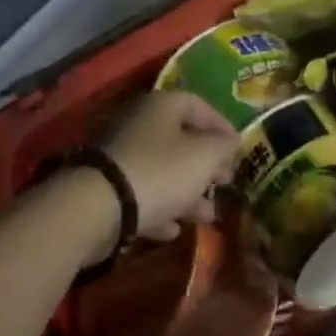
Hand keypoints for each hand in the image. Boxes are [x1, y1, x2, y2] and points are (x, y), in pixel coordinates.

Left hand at [98, 91, 239, 244]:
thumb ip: (224, 146)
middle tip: (223, 183)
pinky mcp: (107, 188)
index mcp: (162, 106)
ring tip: (207, 216)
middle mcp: (139, 124)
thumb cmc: (161, 171)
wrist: (98, 208)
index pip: (198, 105)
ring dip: (187, 193)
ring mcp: (120, 157)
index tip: (238, 149)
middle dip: (206, 165)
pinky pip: (142, 194)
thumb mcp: (205, 156)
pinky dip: (160, 209)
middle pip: (180, 140)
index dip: (221, 125)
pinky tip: (173, 230)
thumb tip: (231, 141)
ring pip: (162, 171)